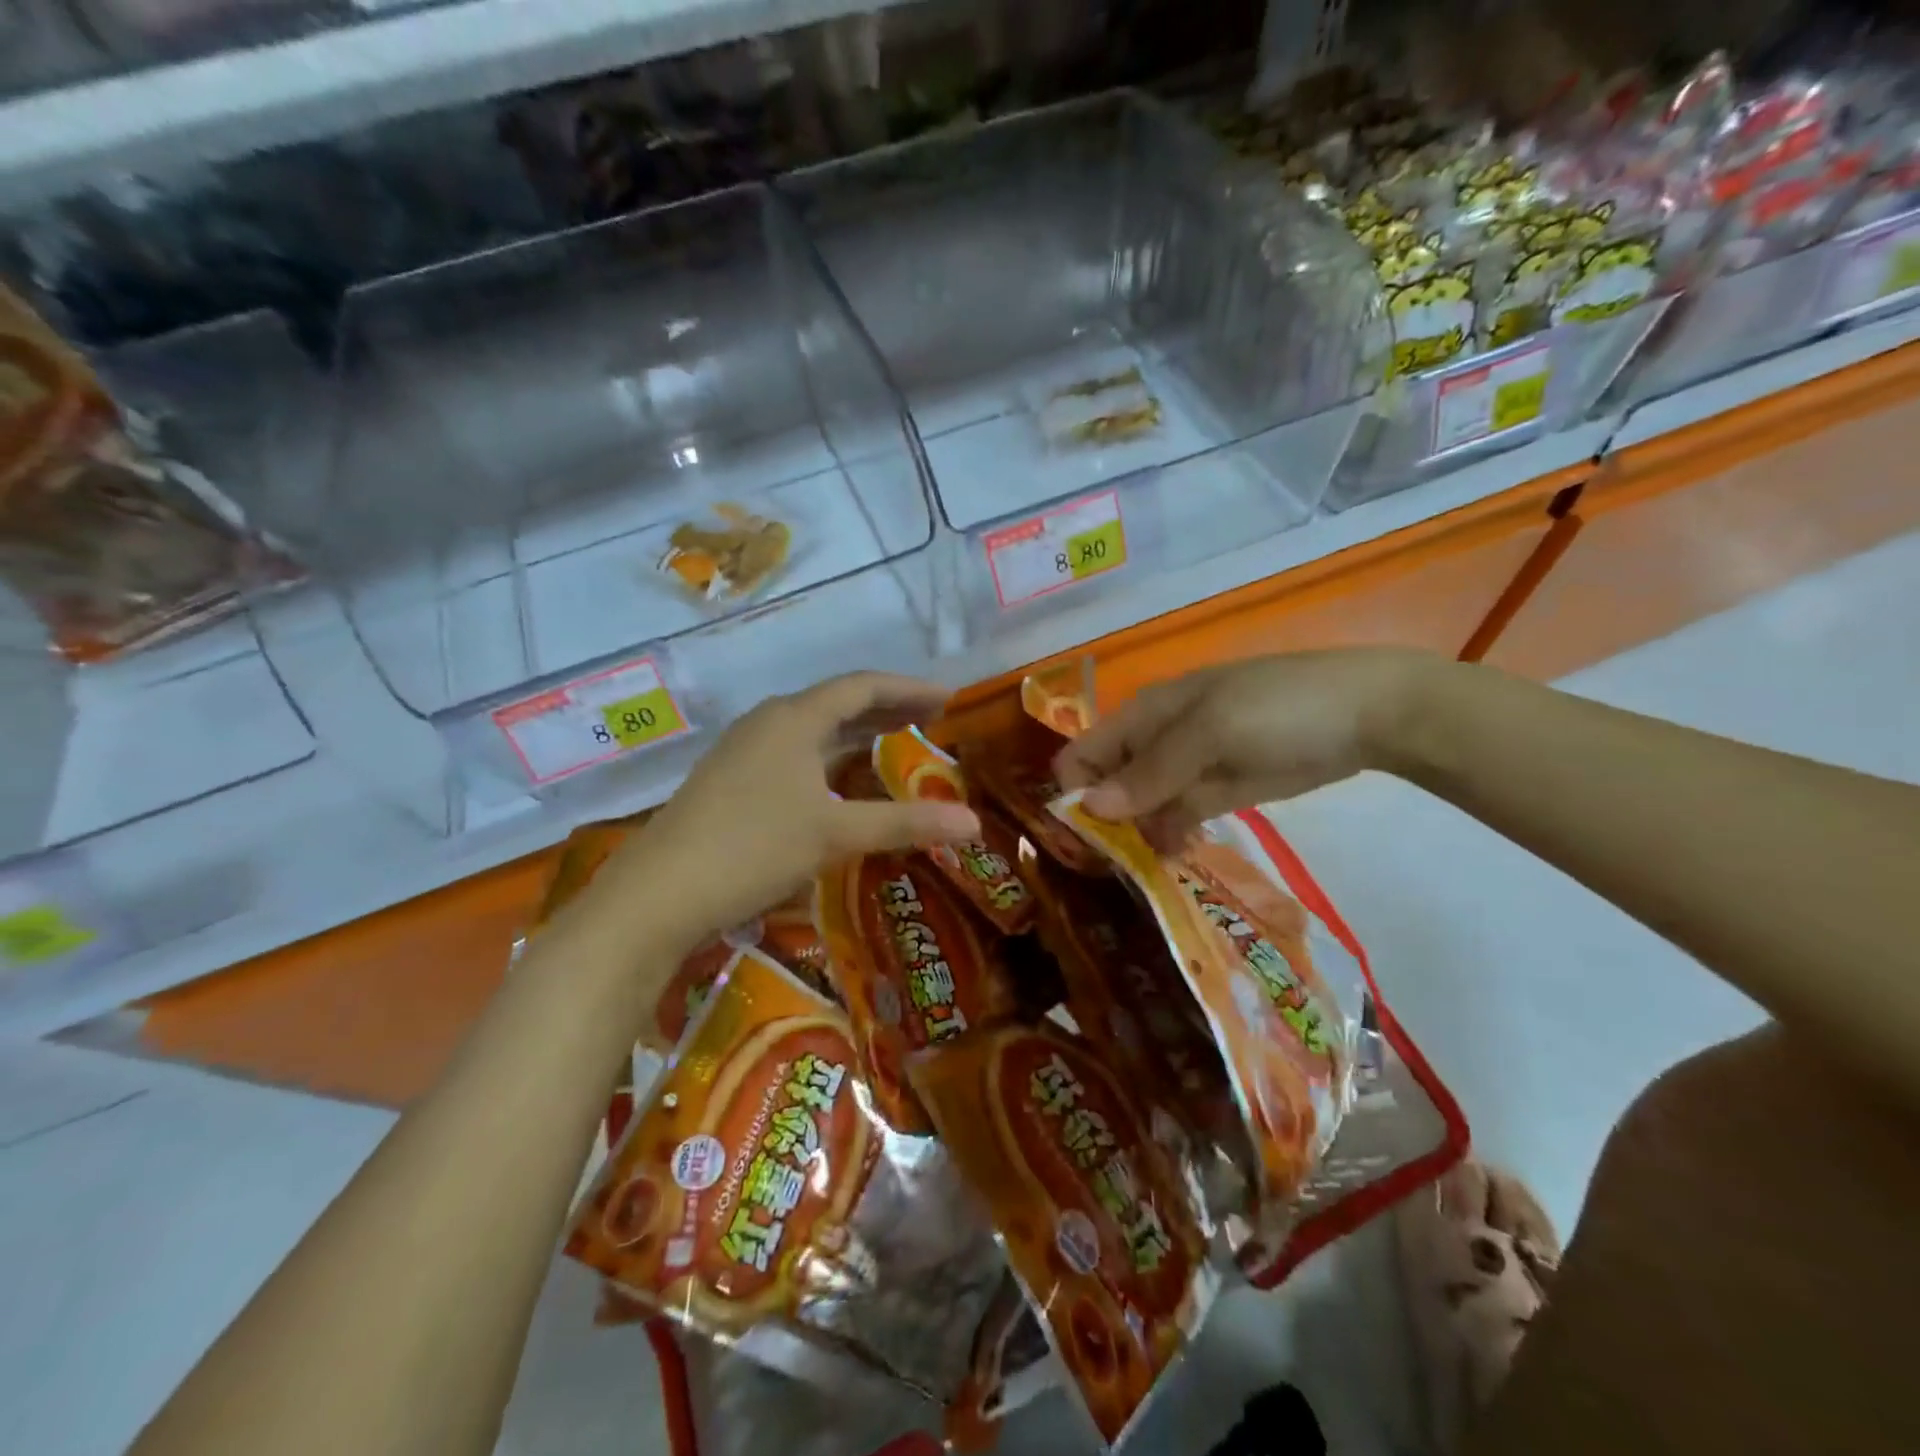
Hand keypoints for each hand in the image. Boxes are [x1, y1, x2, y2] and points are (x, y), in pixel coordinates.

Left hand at [589, 673, 980, 945]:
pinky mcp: (728, 780)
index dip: (910, 690)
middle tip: (930, 720)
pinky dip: (827, 757)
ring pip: (811, 730)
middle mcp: (767, 722)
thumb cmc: (753, 848)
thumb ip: (905, 823)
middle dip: (886, 710)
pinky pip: (792, 753)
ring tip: (892, 745)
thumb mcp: (836, 834)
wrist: (657, 894)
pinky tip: (835, 784)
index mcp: (794, 718)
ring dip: (855, 734)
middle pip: (837, 703)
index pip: (863, 687)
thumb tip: (974, 823)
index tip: (949, 700)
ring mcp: (742, 751)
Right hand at [1053, 648, 1443, 847]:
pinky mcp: (1217, 791)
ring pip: (1140, 808)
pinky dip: (1170, 838)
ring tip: (1148, 869)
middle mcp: (1154, 742)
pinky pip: (1177, 818)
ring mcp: (1187, 769)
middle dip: (1104, 825)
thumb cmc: (1280, 710)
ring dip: (1137, 838)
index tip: (1082, 842)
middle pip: (1106, 786)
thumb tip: (1089, 807)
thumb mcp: (1211, 732)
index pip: (1082, 754)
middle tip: (1115, 868)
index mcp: (1143, 716)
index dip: (1074, 795)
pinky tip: (1176, 858)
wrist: (1370, 714)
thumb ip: (1151, 772)